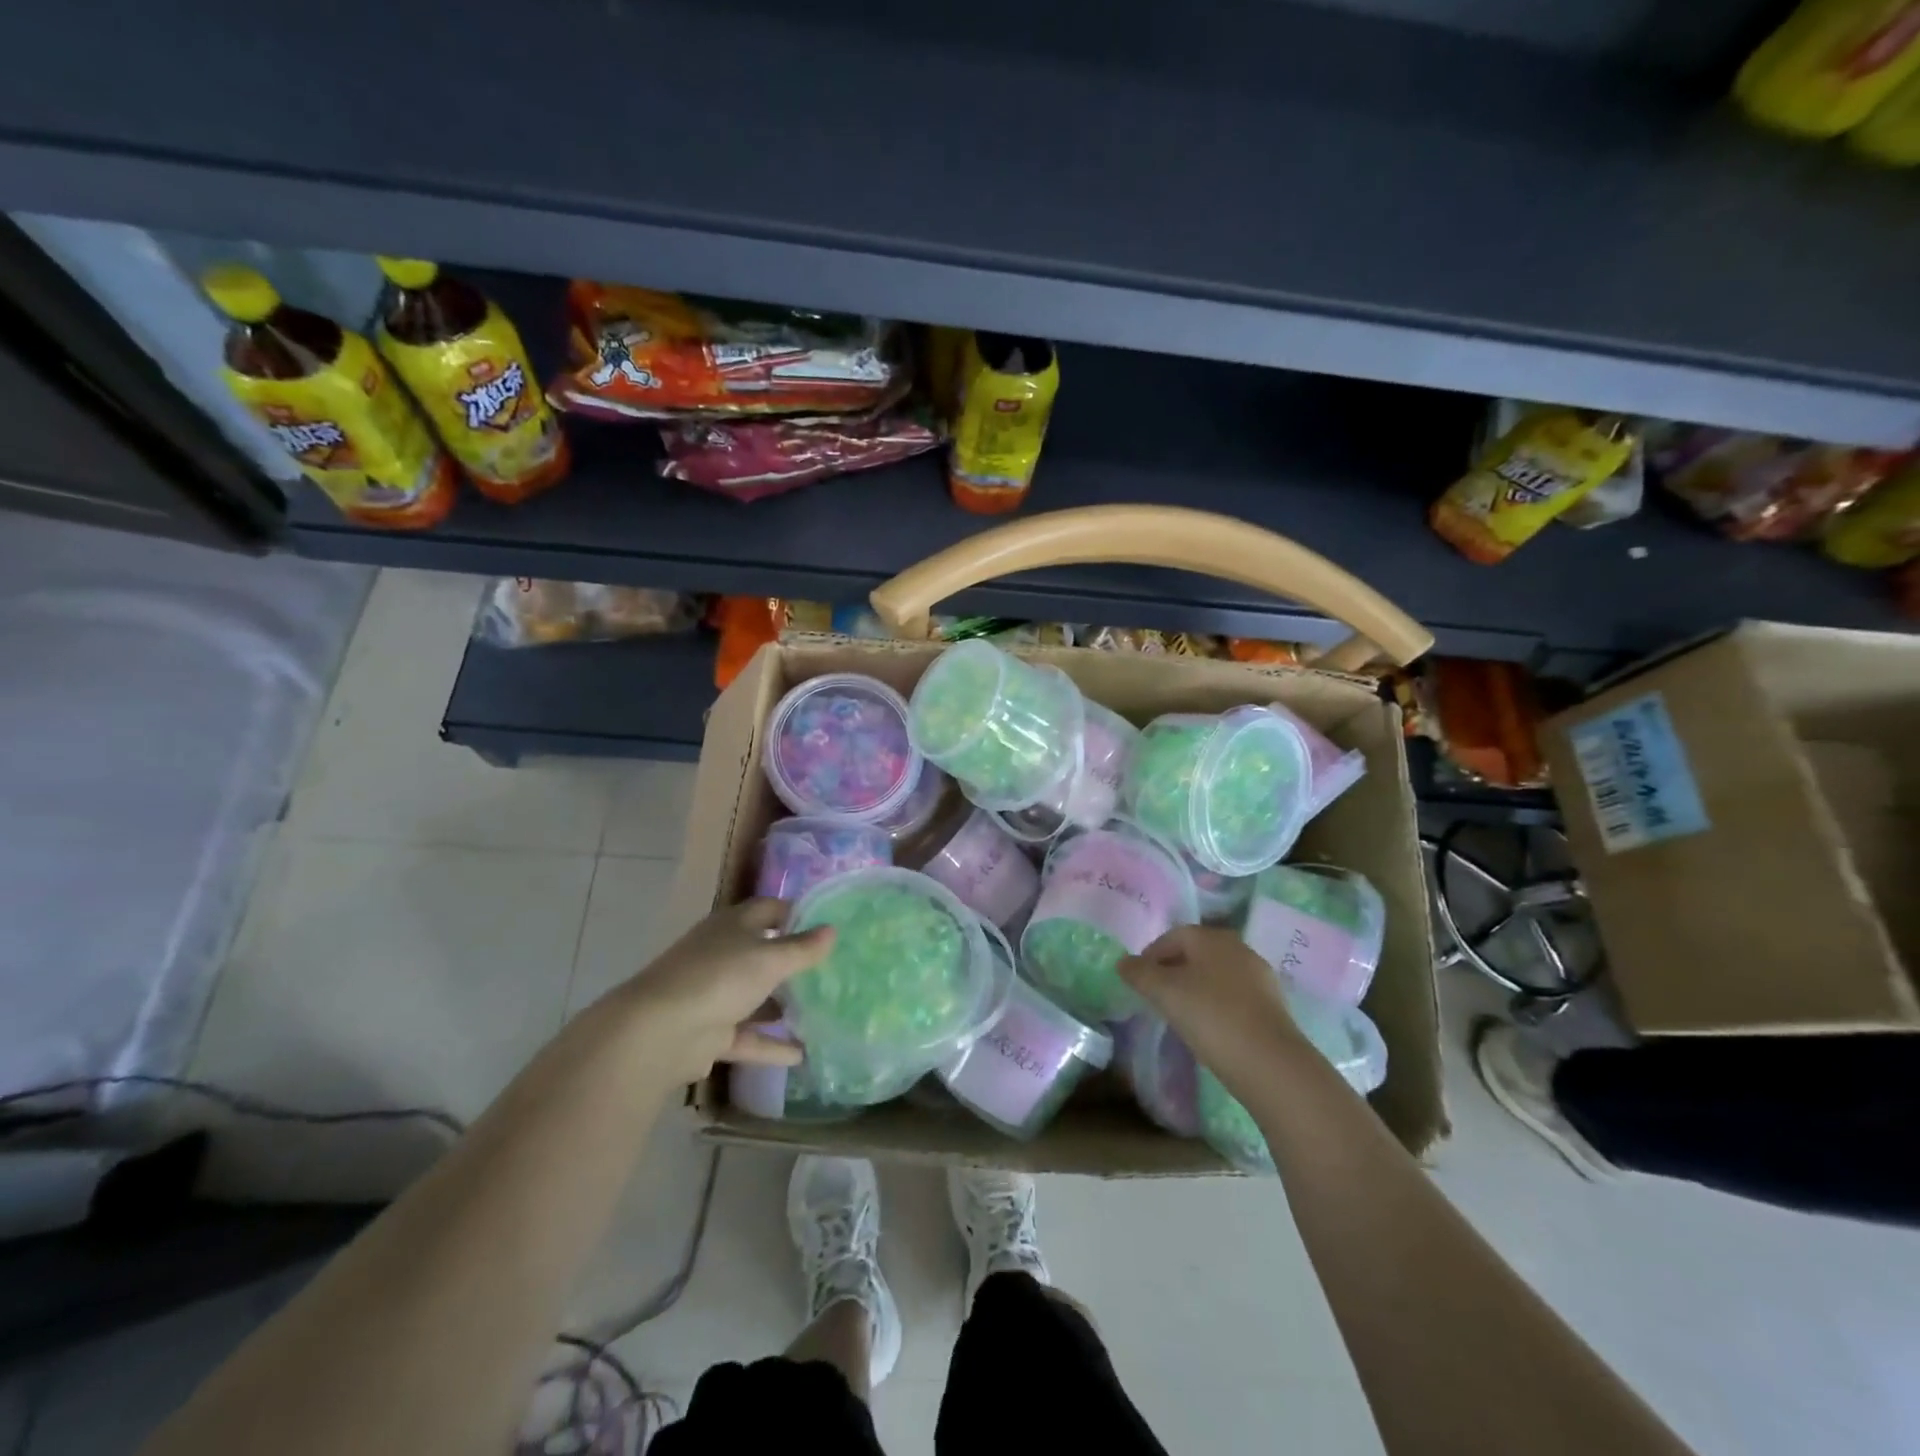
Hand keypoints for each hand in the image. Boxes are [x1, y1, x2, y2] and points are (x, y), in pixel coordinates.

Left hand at [613, 899, 831, 1084]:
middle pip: (763, 953)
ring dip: (783, 1005)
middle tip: (833, 970)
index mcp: (732, 926)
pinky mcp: (711, 1032)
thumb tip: (832, 930)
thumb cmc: (719, 978)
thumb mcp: (769, 959)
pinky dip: (771, 1045)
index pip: (769, 909)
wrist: (659, 1032)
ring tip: (822, 1011)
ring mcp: (714, 995)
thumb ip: (802, 948)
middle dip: (794, 962)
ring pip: (756, 996)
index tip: (827, 925)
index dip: (796, 913)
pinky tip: (802, 1055)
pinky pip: (748, 1036)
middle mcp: (722, 954)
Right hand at [1119, 926, 1307, 1082]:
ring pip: (1215, 974)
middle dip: (1173, 971)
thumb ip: (1140, 974)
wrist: (1271, 1064)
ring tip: (1181, 1014)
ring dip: (1195, 988)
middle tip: (1156, 997)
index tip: (1138, 981)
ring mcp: (1259, 976)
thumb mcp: (1165, 993)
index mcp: (1211, 937)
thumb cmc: (1211, 1017)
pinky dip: (1216, 1005)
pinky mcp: (1272, 1004)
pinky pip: (1233, 995)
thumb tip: (1122, 962)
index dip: (1150, 956)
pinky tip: (1210, 1027)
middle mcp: (1237, 948)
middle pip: (1196, 953)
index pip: (1173, 936)